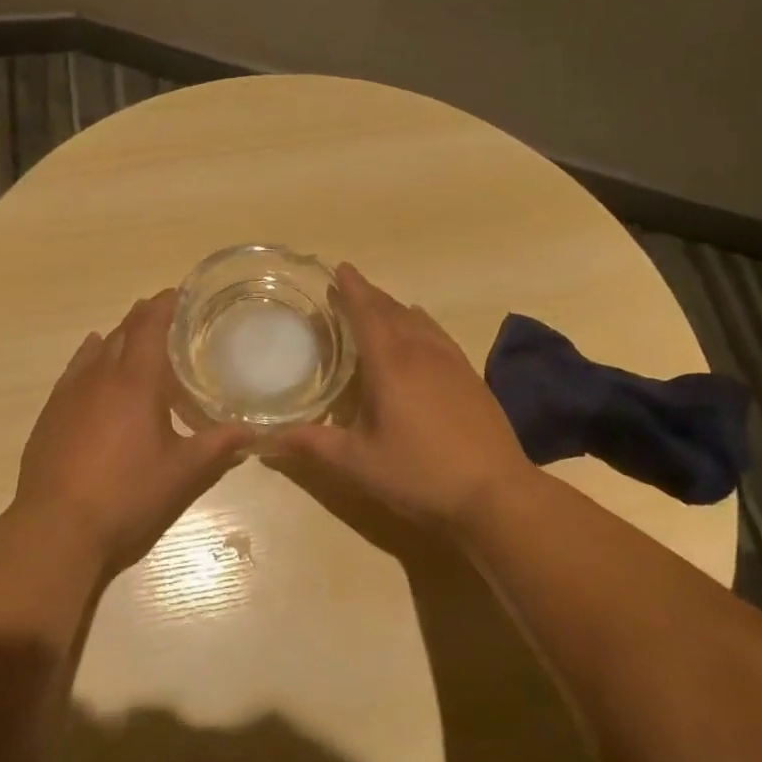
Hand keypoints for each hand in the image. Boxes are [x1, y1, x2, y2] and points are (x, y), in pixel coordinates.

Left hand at [14, 289, 252, 572]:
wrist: (56, 527)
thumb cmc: (127, 494)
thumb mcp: (182, 473)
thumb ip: (219, 447)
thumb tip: (254, 431)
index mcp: (135, 381)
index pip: (150, 327)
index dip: (164, 305)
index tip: (178, 292)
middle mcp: (99, 376)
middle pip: (122, 333)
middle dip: (142, 318)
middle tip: (163, 312)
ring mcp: (69, 394)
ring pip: (95, 350)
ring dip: (115, 336)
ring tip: (130, 331)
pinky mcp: (50, 415)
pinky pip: (73, 371)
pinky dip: (87, 357)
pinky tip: (90, 359)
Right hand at [274, 264, 533, 532]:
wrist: (496, 493)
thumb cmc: (419, 474)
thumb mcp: (357, 463)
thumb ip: (312, 445)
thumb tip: (265, 440)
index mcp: (390, 364)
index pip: (367, 313)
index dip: (352, 289)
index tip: (340, 268)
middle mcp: (422, 353)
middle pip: (393, 311)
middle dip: (370, 295)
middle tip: (349, 286)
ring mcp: (452, 363)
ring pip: (419, 321)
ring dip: (395, 308)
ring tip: (379, 305)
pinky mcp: (471, 378)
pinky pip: (439, 335)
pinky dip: (421, 324)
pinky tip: (421, 333)